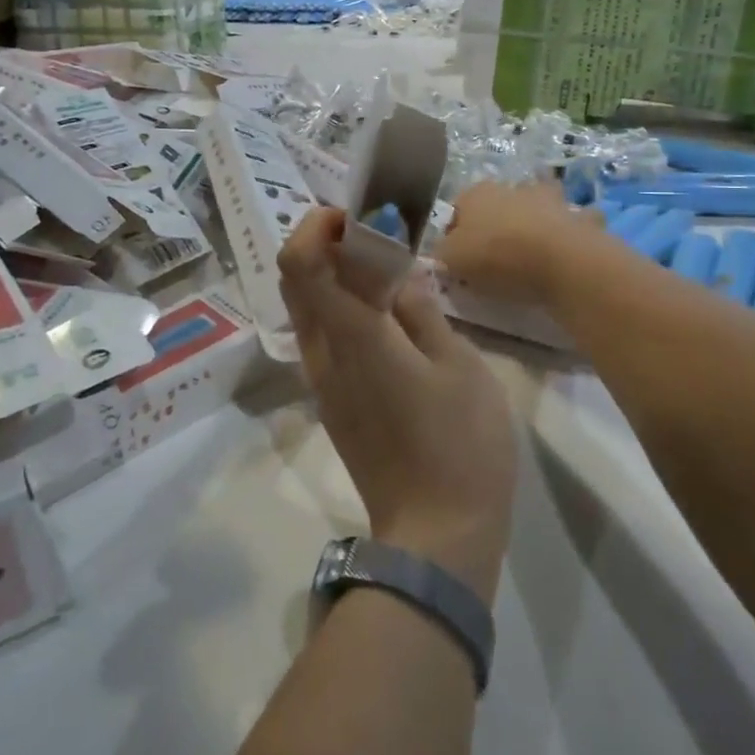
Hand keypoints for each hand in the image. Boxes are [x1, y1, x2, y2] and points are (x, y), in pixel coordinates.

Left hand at [279, 209, 515, 598]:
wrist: (435, 537)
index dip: (319, 226)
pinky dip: (337, 306)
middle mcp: (322, 353)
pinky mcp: (331, 400)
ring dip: (329, 274)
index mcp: (353, 336)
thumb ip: (423, 311)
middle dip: (321, 242)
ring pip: (304, 307)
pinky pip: (320, 335)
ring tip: (381, 270)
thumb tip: (400, 274)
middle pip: (293, 278)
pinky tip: (383, 315)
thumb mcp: (459, 367)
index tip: (358, 216)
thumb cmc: (461, 446)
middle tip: (371, 235)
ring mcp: (321, 380)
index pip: (303, 262)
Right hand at [436, 181, 601, 305]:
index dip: (454, 233)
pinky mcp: (580, 216)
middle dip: (497, 223)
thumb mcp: (451, 259)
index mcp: (476, 193)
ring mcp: (550, 199)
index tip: (458, 259)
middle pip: (499, 204)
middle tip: (495, 256)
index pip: (457, 209)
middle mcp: (513, 187)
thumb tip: (442, 251)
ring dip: (536, 220)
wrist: (562, 261)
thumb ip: (441, 252)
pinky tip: (567, 252)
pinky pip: (573, 223)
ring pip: (538, 206)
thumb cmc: (497, 256)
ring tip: (533, 251)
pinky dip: (570, 232)